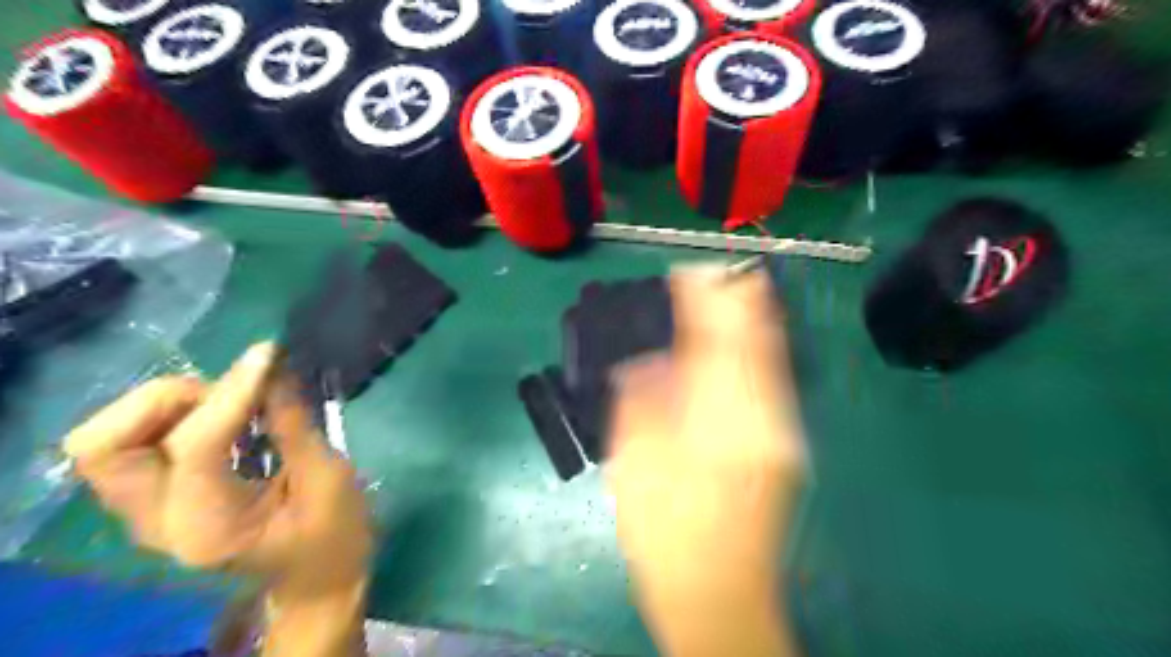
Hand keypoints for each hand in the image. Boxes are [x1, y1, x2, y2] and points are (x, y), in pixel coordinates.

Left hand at [61, 343, 370, 656]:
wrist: (316, 576)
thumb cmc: (334, 533)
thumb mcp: (329, 478)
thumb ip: (293, 424)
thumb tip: (274, 367)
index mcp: (210, 528)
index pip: (194, 446)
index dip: (232, 392)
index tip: (270, 356)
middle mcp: (158, 524)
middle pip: (105, 448)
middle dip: (166, 401)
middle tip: (230, 391)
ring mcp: (147, 515)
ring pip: (105, 443)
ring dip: (163, 406)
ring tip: (227, 400)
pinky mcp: (155, 501)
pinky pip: (131, 445)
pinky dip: (168, 416)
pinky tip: (222, 413)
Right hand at [602, 267, 804, 656]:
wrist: (717, 595)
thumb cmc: (665, 533)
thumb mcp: (636, 463)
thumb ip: (643, 399)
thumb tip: (649, 357)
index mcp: (720, 420)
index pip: (716, 340)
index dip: (703, 299)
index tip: (687, 271)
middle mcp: (763, 417)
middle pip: (758, 341)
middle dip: (738, 299)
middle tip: (714, 271)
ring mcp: (781, 432)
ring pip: (773, 358)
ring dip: (752, 320)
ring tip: (729, 291)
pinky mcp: (784, 445)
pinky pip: (774, 382)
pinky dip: (759, 351)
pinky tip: (741, 342)